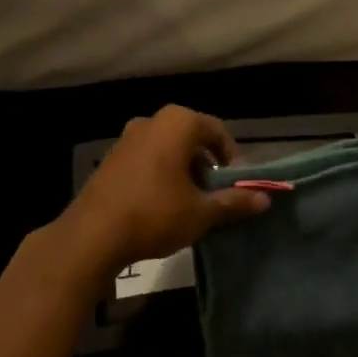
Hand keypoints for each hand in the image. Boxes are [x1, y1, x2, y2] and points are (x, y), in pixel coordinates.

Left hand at [51, 105, 270, 275]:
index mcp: (178, 123)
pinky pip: (147, 159)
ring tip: (190, 203)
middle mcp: (152, 121)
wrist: (92, 235)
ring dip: (183, 170)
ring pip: (168, 148)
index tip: (236, 184)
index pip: (217, 131)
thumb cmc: (156, 213)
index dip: (232, 157)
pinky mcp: (110, 158)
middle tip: (214, 195)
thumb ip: (234, 201)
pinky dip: (160, 174)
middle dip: (206, 165)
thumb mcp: (201, 212)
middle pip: (191, 138)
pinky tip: (161, 205)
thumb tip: (265, 199)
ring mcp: (127, 138)